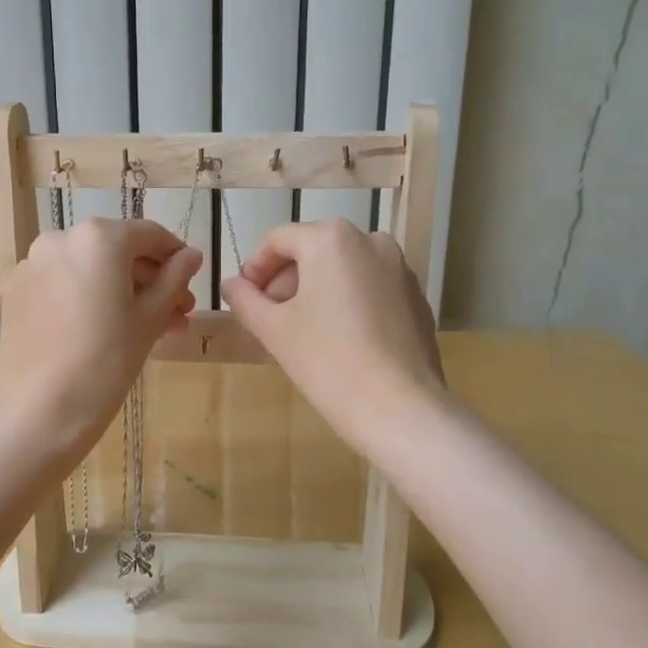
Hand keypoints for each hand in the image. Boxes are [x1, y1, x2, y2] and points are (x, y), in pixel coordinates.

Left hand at [0, 218, 199, 474]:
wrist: (39, 412)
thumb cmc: (107, 362)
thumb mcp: (150, 319)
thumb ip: (174, 279)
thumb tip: (192, 256)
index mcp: (98, 238)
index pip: (149, 234)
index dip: (176, 255)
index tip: (192, 278)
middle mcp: (60, 239)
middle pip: (117, 251)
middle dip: (150, 279)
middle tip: (178, 312)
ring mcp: (33, 265)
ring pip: (89, 270)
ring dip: (122, 291)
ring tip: (151, 327)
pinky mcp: (16, 293)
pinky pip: (63, 285)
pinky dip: (89, 298)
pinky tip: (108, 329)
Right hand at [220, 219, 447, 458]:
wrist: (400, 408)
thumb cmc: (327, 360)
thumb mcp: (273, 329)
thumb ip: (245, 299)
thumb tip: (231, 284)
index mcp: (331, 239)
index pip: (278, 240)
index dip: (254, 267)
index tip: (244, 298)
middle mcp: (370, 240)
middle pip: (313, 250)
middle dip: (285, 280)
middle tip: (268, 317)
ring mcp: (400, 268)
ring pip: (343, 268)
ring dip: (316, 290)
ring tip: (301, 330)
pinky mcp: (416, 297)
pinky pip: (370, 288)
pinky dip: (347, 301)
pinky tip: (339, 340)